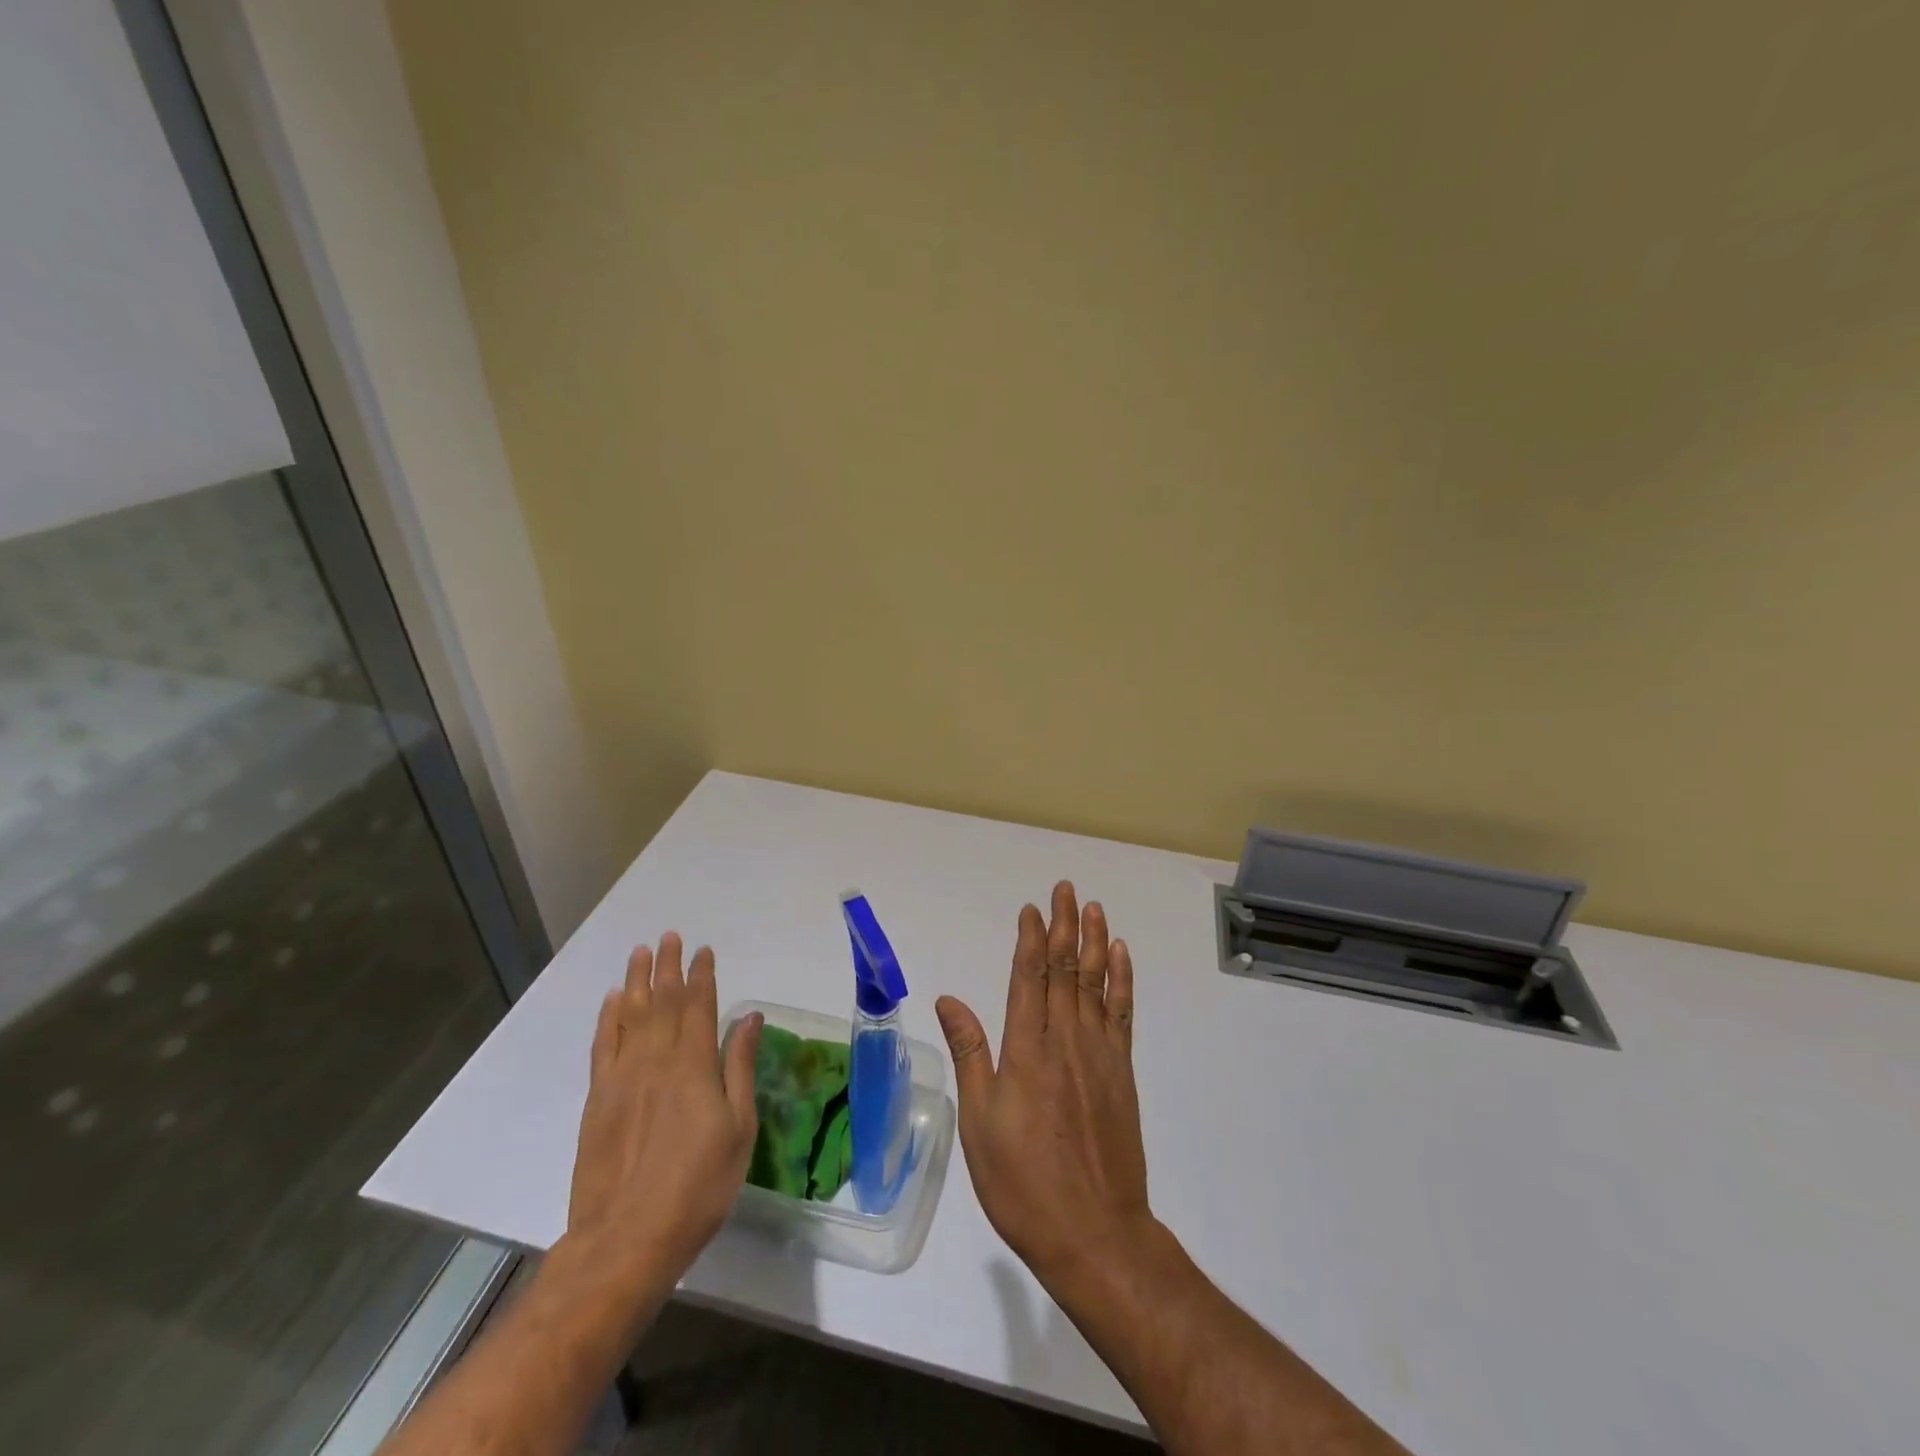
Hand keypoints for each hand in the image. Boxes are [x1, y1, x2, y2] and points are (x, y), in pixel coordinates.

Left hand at [567, 933, 761, 1298]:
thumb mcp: (738, 1129)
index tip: (703, 951)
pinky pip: (603, 1046)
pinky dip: (608, 1019)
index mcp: (694, 1066)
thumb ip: (740, 1067)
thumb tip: (748, 1018)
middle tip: (670, 937)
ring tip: (641, 952)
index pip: (698, 1006)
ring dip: (637, 981)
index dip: (701, 976)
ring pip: (630, 1015)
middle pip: (662, 1001)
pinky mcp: (597, 1100)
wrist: (625, 1241)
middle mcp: (656, 1060)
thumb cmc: (697, 1188)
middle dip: (668, 967)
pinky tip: (613, 1000)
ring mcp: (621, 1078)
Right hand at [936, 882, 1151, 1283]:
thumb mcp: (980, 1123)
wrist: (1095, 1232)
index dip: (1030, 939)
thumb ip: (971, 1054)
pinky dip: (1122, 980)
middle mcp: (1065, 1040)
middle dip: (1064, 925)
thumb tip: (949, 999)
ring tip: (1094, 908)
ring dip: (1095, 941)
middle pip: (1064, 969)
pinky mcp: (1122, 1072)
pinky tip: (1120, 957)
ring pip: (1095, 982)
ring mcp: (1099, 1054)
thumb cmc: (1023, 1182)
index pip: (1028, 977)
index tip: (1031, 908)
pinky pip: (1121, 1013)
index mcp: (1026, 1050)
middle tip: (1065, 889)